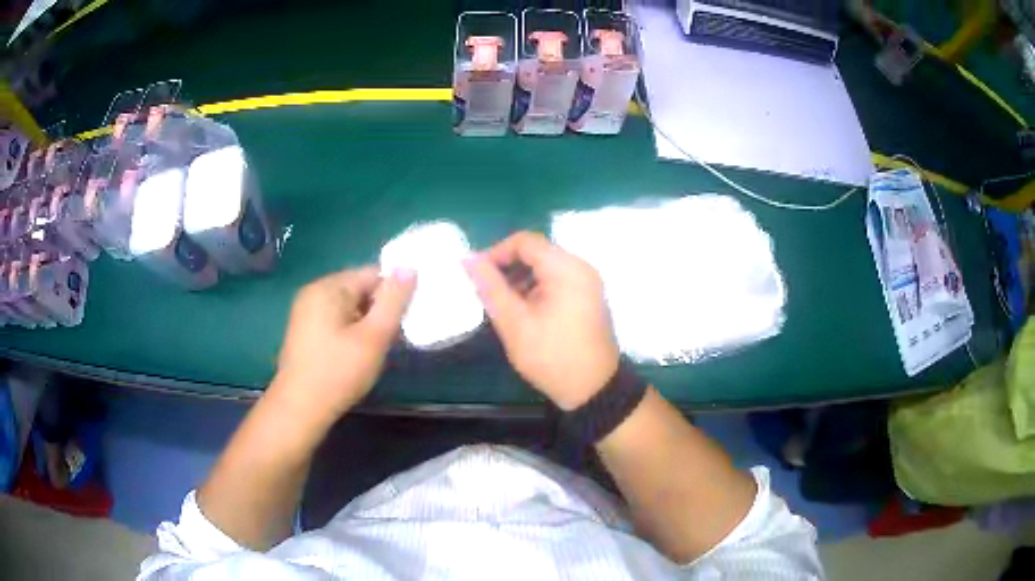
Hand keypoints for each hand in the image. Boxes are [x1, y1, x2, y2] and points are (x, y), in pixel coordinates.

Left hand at [271, 266, 415, 424]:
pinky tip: (356, 353)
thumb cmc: (339, 372)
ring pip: (348, 306)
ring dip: (366, 322)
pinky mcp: (303, 330)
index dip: (393, 292)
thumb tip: (409, 267)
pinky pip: (335, 319)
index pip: (371, 274)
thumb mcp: (374, 336)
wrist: (300, 409)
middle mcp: (313, 292)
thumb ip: (393, 300)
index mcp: (328, 287)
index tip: (406, 318)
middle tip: (393, 337)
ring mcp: (305, 312)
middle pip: (358, 288)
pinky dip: (350, 330)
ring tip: (376, 348)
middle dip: (379, 308)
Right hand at [465, 231, 619, 409]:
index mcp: (566, 269)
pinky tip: (523, 310)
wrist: (593, 389)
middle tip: (486, 292)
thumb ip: (490, 287)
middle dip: (507, 267)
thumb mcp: (514, 323)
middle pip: (536, 251)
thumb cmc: (552, 357)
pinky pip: (557, 279)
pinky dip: (536, 287)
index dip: (496, 253)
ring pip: (546, 266)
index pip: (524, 241)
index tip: (477, 276)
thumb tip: (467, 259)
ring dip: (521, 278)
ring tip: (502, 305)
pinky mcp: (588, 295)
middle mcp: (581, 267)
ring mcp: (587, 281)